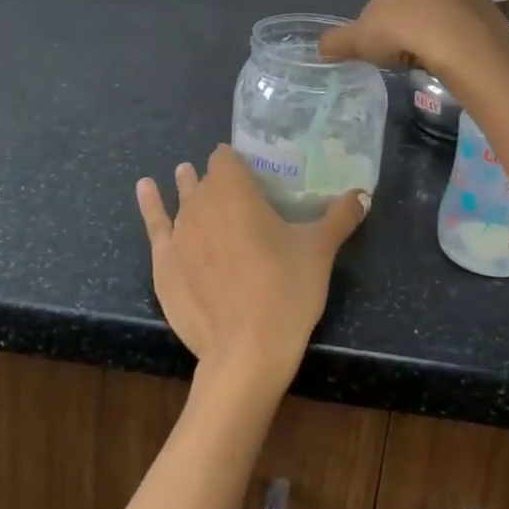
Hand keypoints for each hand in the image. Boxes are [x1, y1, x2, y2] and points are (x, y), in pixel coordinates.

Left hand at [136, 146, 367, 389]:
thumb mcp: (319, 250)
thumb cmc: (286, 289)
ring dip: (187, 188)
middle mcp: (200, 202)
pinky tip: (145, 189)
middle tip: (234, 189)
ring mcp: (177, 234)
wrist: (247, 351)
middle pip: (204, 178)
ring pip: (181, 198)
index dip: (237, 160)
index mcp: (235, 189)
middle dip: (215, 178)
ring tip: (186, 176)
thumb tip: (363, 194)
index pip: (227, 157)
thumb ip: (340, 216)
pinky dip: (150, 205)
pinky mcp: (162, 264)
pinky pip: (153, 224)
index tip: (251, 171)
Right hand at [320, 0, 508, 94]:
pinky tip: (447, 64)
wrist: (464, 48)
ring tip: (424, 61)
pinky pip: (464, 34)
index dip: (378, 21)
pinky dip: (454, 47)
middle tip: (399, 54)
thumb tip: (321, 48)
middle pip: (415, 4)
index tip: (379, 43)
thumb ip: (338, 41)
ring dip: (430, 38)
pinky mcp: (492, 17)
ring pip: (441, 19)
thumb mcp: (361, 38)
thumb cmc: (406, 31)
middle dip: (406, 28)